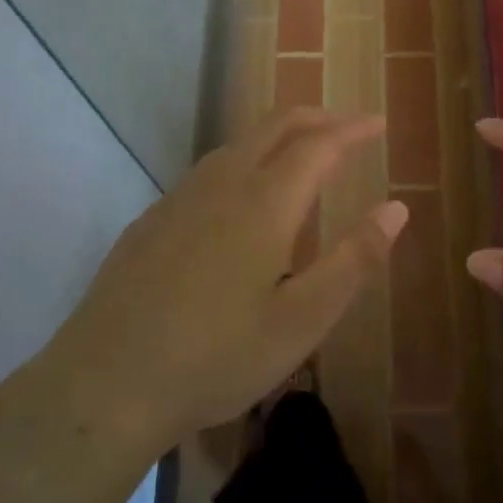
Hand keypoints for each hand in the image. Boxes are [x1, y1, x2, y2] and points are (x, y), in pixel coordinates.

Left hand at [40, 109, 403, 446]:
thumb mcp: (302, 320)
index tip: (380, 123)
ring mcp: (179, 198)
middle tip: (348, 130)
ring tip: (303, 158)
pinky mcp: (152, 219)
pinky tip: (242, 201)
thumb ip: (354, 260)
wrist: (105, 384)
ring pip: (238, 144)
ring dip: (278, 138)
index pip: (319, 144)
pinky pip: (209, 171)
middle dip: (317, 118)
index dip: (353, 129)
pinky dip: (244, 162)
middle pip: (275, 126)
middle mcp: (222, 184)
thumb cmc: (217, 357)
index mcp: (264, 202)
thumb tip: (397, 208)